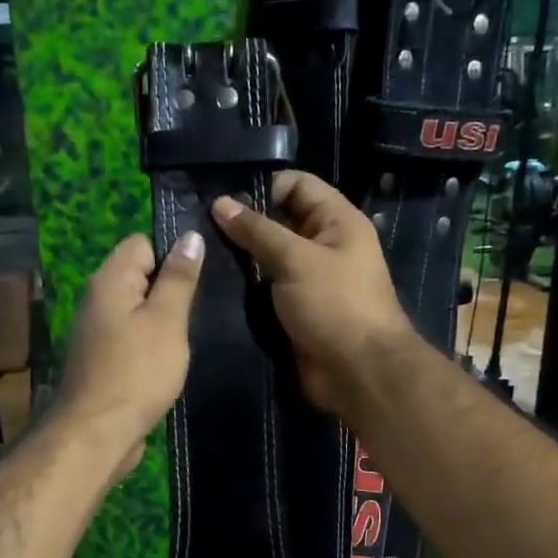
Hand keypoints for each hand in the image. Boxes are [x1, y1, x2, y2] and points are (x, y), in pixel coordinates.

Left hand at [55, 231, 205, 473]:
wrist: (98, 433)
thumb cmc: (137, 371)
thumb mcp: (167, 320)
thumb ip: (179, 278)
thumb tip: (190, 236)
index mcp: (110, 280)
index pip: (142, 243)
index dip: (172, 254)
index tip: (200, 277)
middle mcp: (98, 299)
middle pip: (140, 276)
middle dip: (171, 288)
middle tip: (203, 306)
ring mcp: (98, 332)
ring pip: (138, 310)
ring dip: (164, 320)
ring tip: (192, 334)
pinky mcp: (104, 360)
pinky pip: (133, 338)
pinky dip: (152, 344)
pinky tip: (171, 359)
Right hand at [211, 171, 414, 415]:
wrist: (358, 372)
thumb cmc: (335, 305)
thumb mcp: (296, 259)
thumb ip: (257, 231)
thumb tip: (220, 203)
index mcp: (337, 221)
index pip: (297, 185)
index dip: (262, 186)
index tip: (221, 198)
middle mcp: (324, 246)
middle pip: (279, 222)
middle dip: (244, 224)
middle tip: (200, 227)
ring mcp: (309, 280)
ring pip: (268, 259)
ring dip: (241, 259)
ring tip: (200, 255)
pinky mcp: (296, 310)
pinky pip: (266, 290)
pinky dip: (245, 288)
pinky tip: (213, 285)